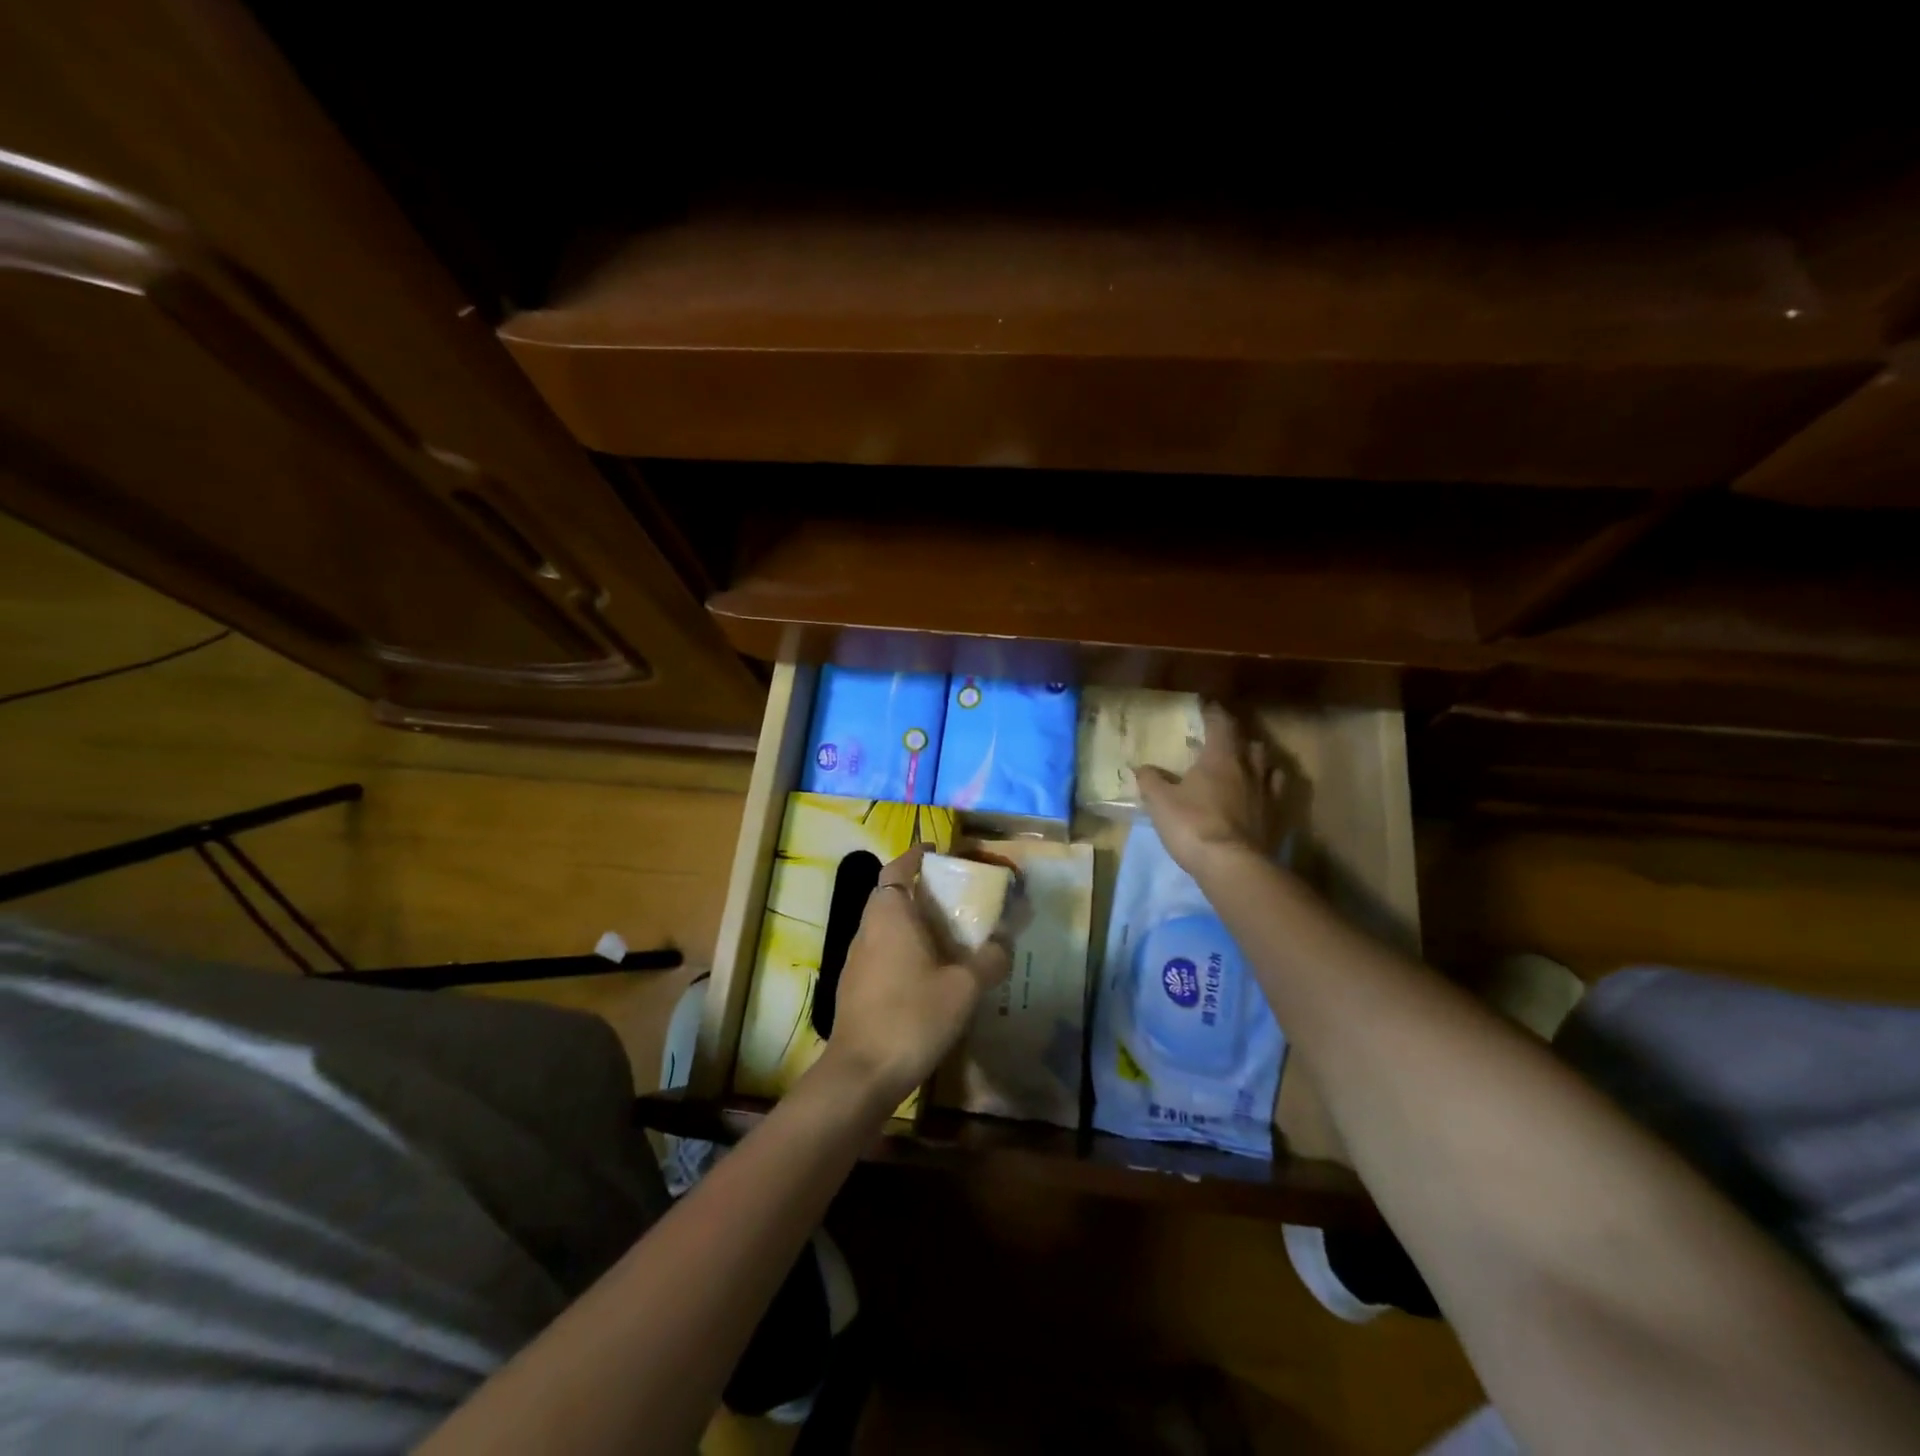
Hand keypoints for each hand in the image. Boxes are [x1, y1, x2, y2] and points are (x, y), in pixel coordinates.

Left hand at [817, 845, 1012, 1109]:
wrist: (862, 1073)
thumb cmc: (913, 1017)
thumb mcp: (964, 988)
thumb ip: (989, 960)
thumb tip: (1005, 942)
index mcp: (889, 914)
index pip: (897, 868)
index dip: (914, 856)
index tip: (936, 852)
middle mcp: (867, 928)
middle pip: (889, 894)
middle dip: (917, 889)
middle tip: (952, 896)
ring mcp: (855, 959)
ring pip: (883, 925)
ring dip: (909, 921)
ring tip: (944, 934)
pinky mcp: (853, 986)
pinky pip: (879, 951)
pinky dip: (900, 948)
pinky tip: (924, 973)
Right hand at [1135, 703, 1281, 875]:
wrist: (1232, 865)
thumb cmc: (1192, 824)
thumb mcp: (1160, 802)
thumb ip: (1151, 781)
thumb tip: (1142, 767)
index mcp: (1221, 757)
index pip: (1221, 724)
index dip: (1215, 713)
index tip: (1208, 707)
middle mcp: (1250, 769)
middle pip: (1251, 743)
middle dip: (1239, 739)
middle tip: (1225, 742)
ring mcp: (1268, 794)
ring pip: (1269, 767)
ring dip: (1258, 763)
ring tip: (1247, 767)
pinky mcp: (1278, 818)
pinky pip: (1277, 795)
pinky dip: (1269, 790)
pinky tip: (1260, 798)